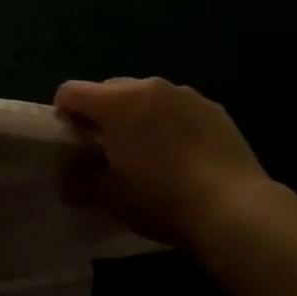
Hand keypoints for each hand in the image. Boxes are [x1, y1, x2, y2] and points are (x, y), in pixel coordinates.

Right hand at [55, 77, 273, 246]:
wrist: (233, 208)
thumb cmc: (160, 198)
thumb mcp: (110, 196)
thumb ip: (80, 180)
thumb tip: (68, 178)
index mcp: (117, 102)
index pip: (71, 91)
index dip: (63, 114)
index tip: (71, 142)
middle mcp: (149, 87)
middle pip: (109, 89)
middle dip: (101, 113)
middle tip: (107, 148)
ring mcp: (185, 94)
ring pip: (146, 96)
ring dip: (136, 115)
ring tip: (147, 150)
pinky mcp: (214, 108)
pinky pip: (178, 107)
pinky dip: (169, 121)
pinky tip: (180, 153)